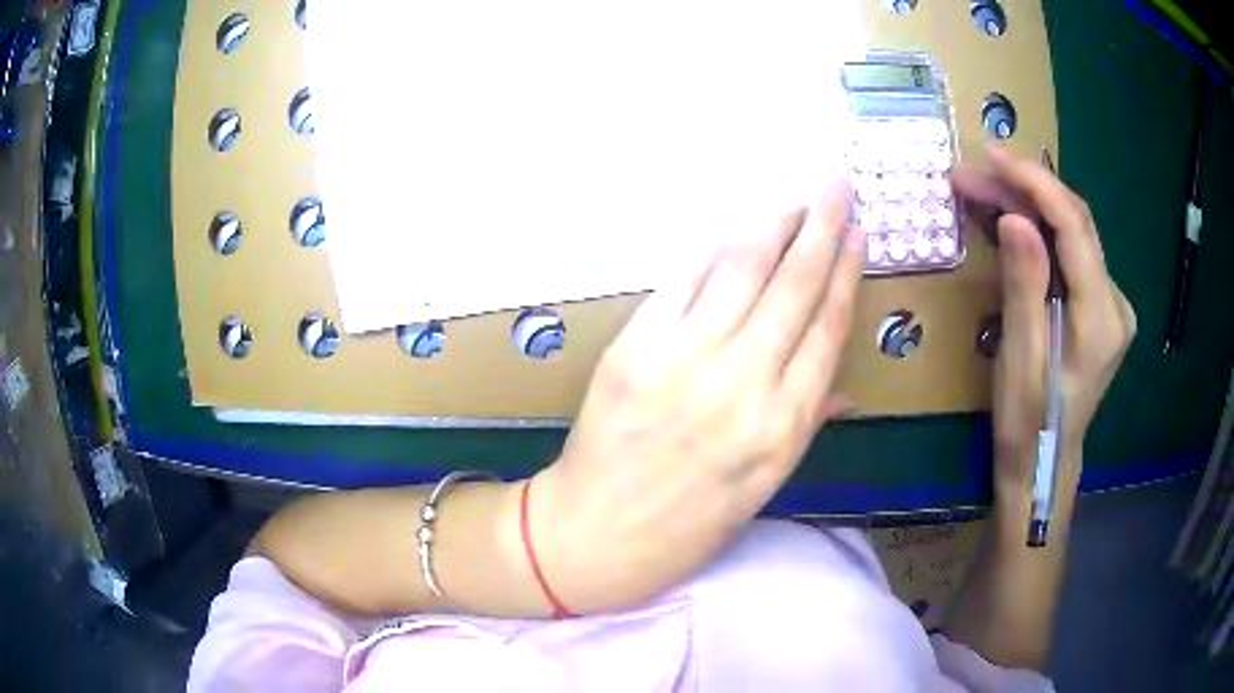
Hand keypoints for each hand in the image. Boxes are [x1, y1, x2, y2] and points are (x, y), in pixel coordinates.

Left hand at [532, 182, 864, 612]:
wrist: (595, 535)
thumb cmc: (687, 526)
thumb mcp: (763, 488)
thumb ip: (804, 423)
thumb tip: (839, 382)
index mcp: (783, 427)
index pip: (827, 327)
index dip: (846, 273)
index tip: (859, 235)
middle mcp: (742, 384)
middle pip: (794, 286)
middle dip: (822, 227)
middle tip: (838, 187)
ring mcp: (683, 359)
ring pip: (742, 270)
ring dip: (773, 224)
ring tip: (795, 198)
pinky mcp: (634, 346)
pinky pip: (684, 283)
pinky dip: (713, 250)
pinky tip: (735, 228)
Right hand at [953, 143, 1135, 488]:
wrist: (1044, 464)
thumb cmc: (1028, 426)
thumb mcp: (1021, 362)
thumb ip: (1024, 289)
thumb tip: (1014, 218)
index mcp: (1102, 319)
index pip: (1075, 228)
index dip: (1035, 182)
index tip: (991, 155)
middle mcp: (1115, 302)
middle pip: (1073, 222)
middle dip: (1023, 187)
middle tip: (970, 173)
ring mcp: (1109, 302)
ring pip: (1069, 232)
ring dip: (1025, 204)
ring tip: (977, 189)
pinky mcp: (1097, 305)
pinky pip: (1067, 252)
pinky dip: (1035, 229)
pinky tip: (1004, 218)